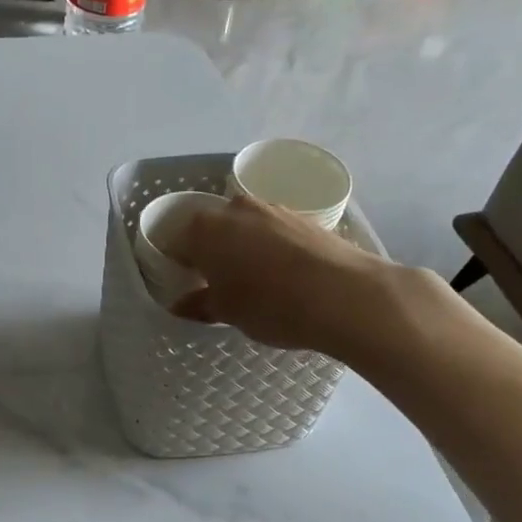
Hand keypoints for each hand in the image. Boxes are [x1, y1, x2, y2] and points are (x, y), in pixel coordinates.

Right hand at [160, 194, 378, 351]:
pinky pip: (273, 232)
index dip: (179, 267)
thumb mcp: (227, 312)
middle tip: (217, 285)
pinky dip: (270, 248)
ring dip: (242, 248)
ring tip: (254, 281)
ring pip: (244, 228)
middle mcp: (233, 209)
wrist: (344, 295)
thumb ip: (199, 304)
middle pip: (211, 230)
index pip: (176, 244)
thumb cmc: (270, 305)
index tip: (187, 287)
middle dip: (211, 253)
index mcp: (204, 229)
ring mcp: (271, 208)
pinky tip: (282, 275)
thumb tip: (181, 304)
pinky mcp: (303, 216)